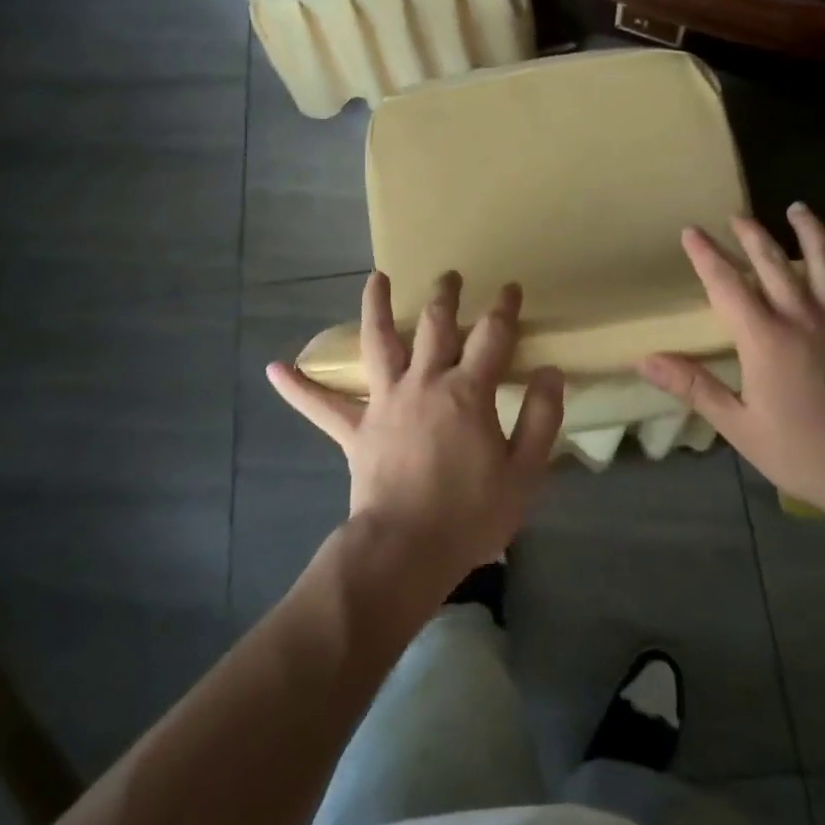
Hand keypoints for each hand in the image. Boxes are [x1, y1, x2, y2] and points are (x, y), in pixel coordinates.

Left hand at [267, 271, 564, 590]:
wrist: (406, 549)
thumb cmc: (471, 513)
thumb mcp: (524, 471)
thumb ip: (540, 418)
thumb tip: (550, 372)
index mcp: (467, 391)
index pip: (492, 335)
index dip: (503, 308)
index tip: (509, 288)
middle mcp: (424, 383)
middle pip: (435, 325)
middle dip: (445, 296)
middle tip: (449, 275)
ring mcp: (385, 402)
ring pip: (378, 343)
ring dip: (377, 308)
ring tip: (376, 278)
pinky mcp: (356, 430)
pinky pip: (322, 407)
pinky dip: (299, 388)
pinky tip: (274, 369)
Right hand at [640, 204, 824, 535]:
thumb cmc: (800, 451)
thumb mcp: (737, 425)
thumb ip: (693, 386)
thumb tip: (645, 359)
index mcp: (764, 338)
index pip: (726, 286)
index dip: (706, 256)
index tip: (691, 231)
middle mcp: (802, 318)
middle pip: (772, 265)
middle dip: (751, 236)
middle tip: (737, 216)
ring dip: (811, 234)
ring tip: (798, 209)